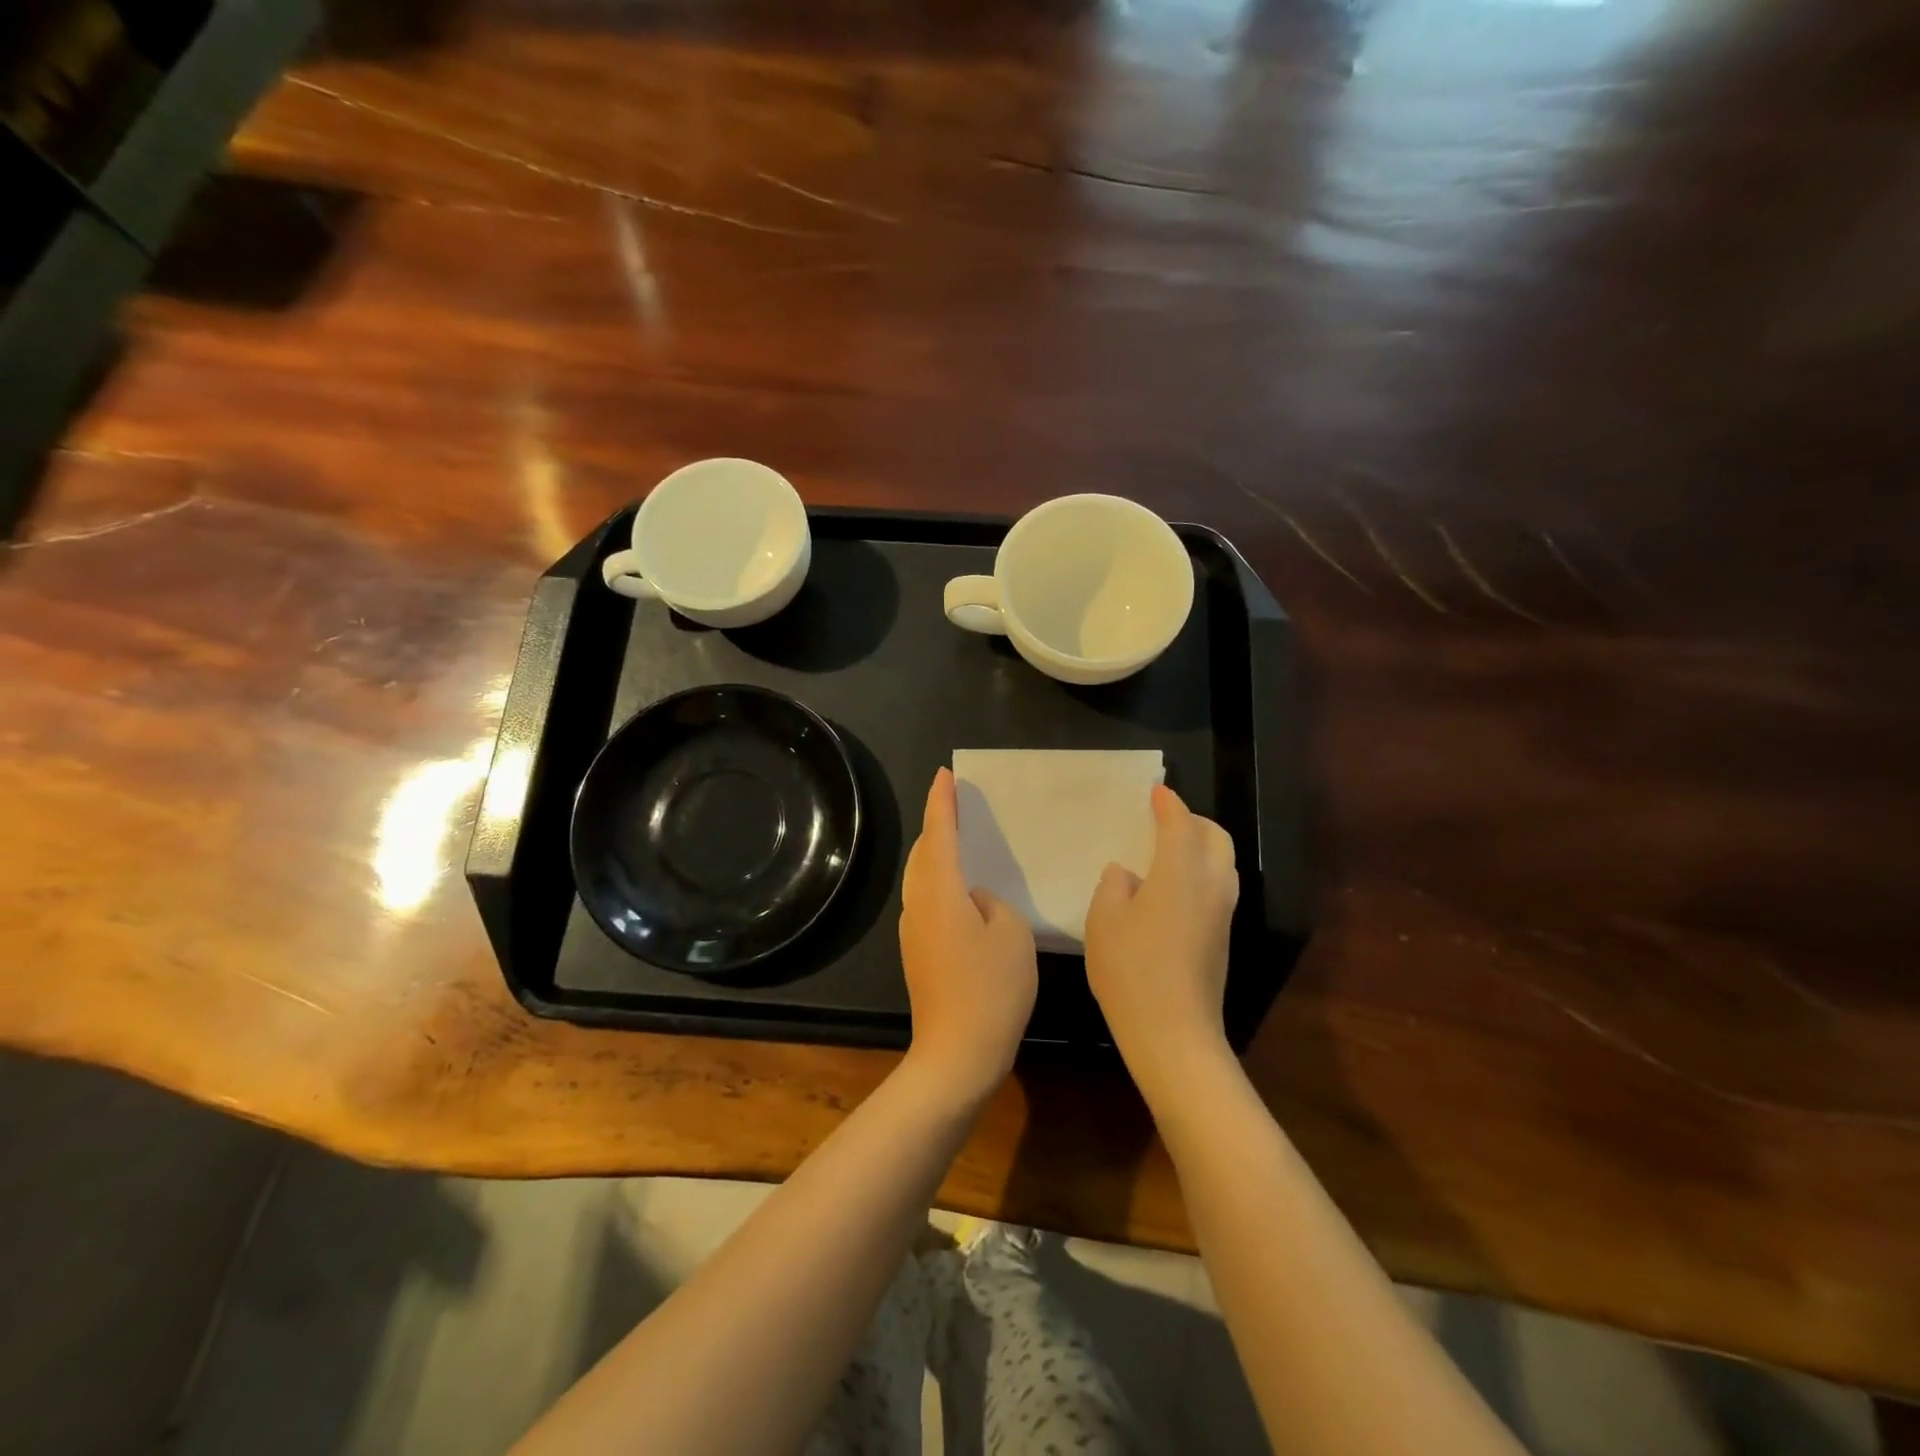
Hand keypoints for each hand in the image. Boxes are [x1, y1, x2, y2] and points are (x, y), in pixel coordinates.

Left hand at [898, 767, 1037, 1100]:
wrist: (956, 1054)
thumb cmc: (991, 989)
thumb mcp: (1012, 934)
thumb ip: (993, 904)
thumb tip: (975, 902)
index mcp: (940, 892)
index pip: (939, 834)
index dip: (942, 802)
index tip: (945, 774)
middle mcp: (918, 905)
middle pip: (923, 853)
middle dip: (937, 825)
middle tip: (956, 804)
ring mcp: (913, 931)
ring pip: (922, 879)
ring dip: (938, 855)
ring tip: (960, 841)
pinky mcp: (917, 953)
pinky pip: (927, 902)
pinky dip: (941, 883)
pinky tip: (963, 893)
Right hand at [1084, 785, 1238, 1098]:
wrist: (1173, 1032)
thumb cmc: (1131, 968)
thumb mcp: (1104, 920)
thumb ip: (1114, 886)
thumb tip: (1127, 874)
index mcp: (1181, 871)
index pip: (1179, 824)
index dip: (1168, 804)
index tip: (1156, 791)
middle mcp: (1211, 884)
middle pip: (1216, 838)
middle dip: (1194, 821)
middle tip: (1166, 819)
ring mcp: (1222, 913)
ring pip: (1223, 863)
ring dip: (1202, 847)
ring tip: (1169, 850)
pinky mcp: (1222, 938)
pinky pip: (1218, 887)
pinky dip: (1201, 872)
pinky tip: (1172, 888)